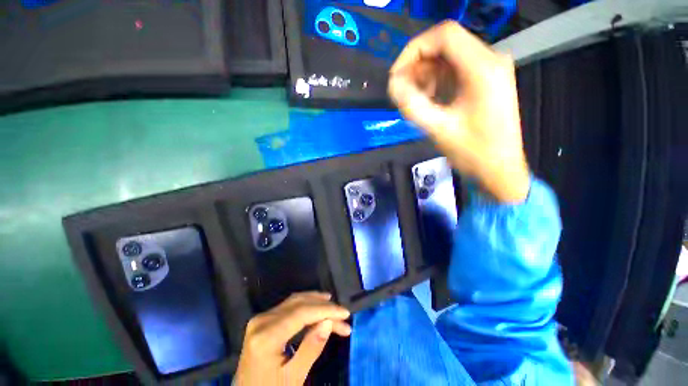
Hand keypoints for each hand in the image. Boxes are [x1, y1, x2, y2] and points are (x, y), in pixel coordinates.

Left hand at [234, 292, 350, 385]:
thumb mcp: (293, 378)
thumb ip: (311, 348)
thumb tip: (328, 322)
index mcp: (266, 336)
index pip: (302, 313)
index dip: (326, 310)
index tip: (345, 313)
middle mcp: (262, 320)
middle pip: (299, 304)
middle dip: (324, 307)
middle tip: (343, 316)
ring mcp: (261, 318)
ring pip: (295, 301)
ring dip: (316, 304)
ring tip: (334, 308)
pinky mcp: (263, 320)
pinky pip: (289, 307)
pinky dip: (306, 307)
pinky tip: (317, 308)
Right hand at [388, 21, 529, 202]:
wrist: (499, 170)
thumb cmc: (473, 153)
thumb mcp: (438, 129)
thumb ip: (412, 105)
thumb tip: (392, 85)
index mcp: (482, 68)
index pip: (444, 35)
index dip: (414, 50)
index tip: (397, 75)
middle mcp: (489, 61)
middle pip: (445, 45)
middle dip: (417, 66)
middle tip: (402, 91)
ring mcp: (488, 70)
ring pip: (447, 59)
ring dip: (425, 76)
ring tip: (415, 100)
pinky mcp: (484, 82)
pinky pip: (454, 71)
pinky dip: (436, 82)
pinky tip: (429, 101)